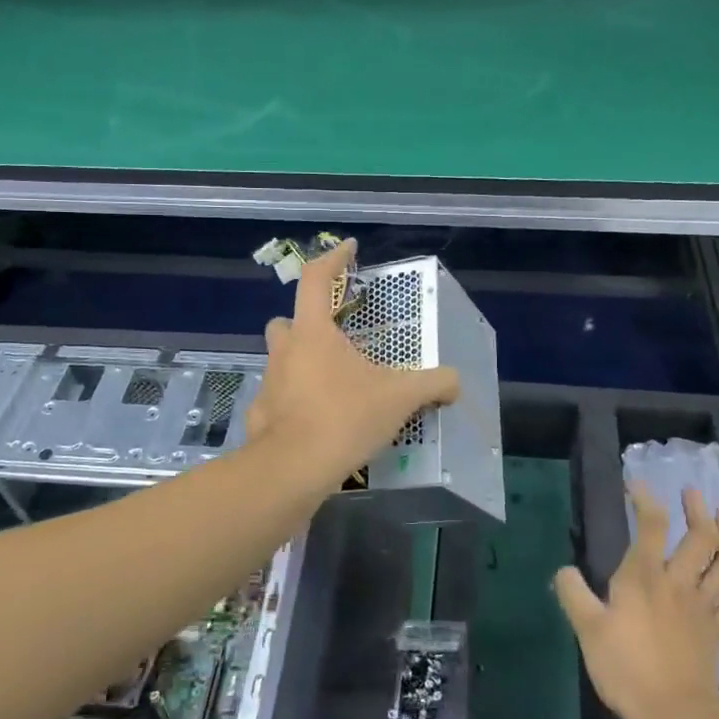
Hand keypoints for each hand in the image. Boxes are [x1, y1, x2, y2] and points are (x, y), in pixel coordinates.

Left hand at [247, 238, 459, 493]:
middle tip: (335, 337)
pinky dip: (294, 404)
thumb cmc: (345, 417)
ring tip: (332, 383)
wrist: (294, 469)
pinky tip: (315, 422)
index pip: (316, 279)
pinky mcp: (261, 417)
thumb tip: (457, 382)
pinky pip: (277, 400)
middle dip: (307, 323)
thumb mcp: (399, 397)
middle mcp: (285, 352)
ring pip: (281, 361)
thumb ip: (433, 384)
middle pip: (287, 322)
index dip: (333, 259)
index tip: (349, 248)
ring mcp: (269, 384)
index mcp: (313, 333)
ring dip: (301, 363)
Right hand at [555, 482, 718, 718]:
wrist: (674, 715)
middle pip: (700, 538)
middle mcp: (679, 583)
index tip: (637, 484)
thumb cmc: (626, 668)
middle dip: (698, 510)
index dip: (646, 499)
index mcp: (645, 576)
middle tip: (694, 492)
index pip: (651, 524)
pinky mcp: (718, 633)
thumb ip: (573, 594)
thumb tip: (564, 570)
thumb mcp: (587, 629)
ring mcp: (703, 608)